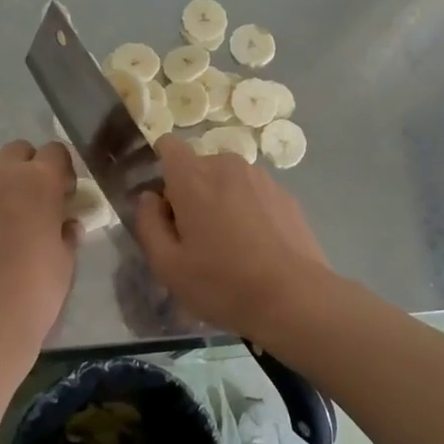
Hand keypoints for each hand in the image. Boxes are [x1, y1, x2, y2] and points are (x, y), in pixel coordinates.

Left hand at [0, 140, 78, 369]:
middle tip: (38, 201)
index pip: (56, 151)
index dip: (63, 170)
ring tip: (9, 216)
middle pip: (20, 150)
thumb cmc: (36, 290)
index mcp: (39, 180)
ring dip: (4, 180)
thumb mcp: (66, 259)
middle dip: (31, 168)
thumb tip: (66, 222)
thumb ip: (67, 230)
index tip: (65, 195)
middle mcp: (2, 173)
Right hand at [132, 135, 334, 335]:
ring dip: (221, 201)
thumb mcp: (167, 265)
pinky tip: (256, 248)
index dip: (161, 168)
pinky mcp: (285, 195)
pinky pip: (253, 194)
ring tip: (228, 245)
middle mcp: (227, 165)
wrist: (295, 298)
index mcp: (193, 177)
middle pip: (198, 167)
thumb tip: (149, 198)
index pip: (168, 145)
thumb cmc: (222, 283)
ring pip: (227, 180)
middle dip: (190, 193)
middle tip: (194, 238)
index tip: (163, 202)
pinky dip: (248, 210)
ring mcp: (261, 178)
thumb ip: (148, 223)